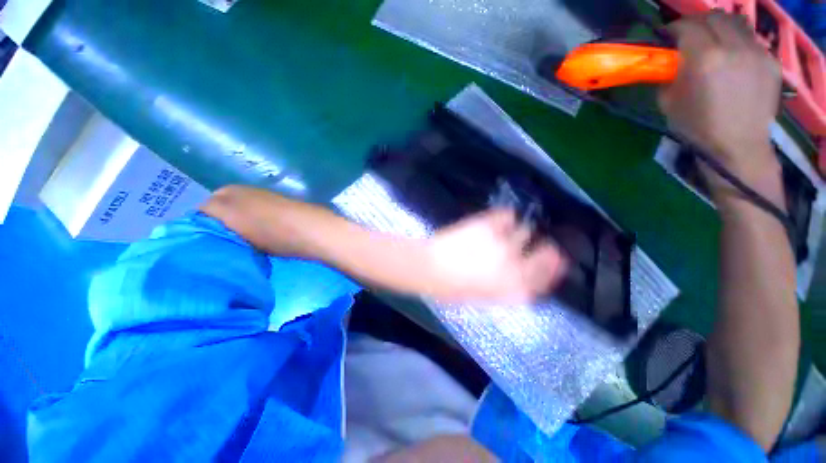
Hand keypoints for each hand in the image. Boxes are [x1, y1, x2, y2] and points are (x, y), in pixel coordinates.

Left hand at [422, 209, 566, 303]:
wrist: (428, 267)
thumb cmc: (452, 287)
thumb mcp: (484, 295)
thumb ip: (509, 286)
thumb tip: (524, 274)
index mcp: (514, 288)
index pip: (546, 276)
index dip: (553, 266)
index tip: (555, 258)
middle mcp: (515, 265)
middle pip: (546, 251)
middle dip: (544, 248)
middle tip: (532, 243)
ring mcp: (503, 242)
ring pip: (525, 230)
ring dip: (518, 232)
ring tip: (503, 233)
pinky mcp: (488, 224)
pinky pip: (507, 215)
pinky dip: (505, 218)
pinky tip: (497, 221)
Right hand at [659, 12, 781, 184]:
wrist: (737, 146)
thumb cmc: (697, 127)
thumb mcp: (669, 102)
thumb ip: (669, 74)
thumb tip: (669, 61)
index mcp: (704, 58)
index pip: (687, 25)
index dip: (674, 28)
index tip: (668, 37)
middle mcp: (732, 47)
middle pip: (714, 17)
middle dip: (697, 23)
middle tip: (690, 36)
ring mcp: (756, 53)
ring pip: (736, 23)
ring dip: (720, 27)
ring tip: (714, 42)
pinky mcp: (771, 62)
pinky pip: (751, 40)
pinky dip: (738, 42)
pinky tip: (733, 58)